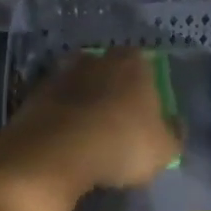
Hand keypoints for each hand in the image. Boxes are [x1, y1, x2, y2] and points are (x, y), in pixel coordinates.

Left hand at [7, 48, 180, 192]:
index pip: (145, 64)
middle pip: (109, 69)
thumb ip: (174, 133)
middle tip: (117, 118)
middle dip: (113, 88)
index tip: (146, 110)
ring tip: (89, 130)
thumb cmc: (121, 144)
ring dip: (84, 100)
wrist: (56, 151)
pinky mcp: (35, 92)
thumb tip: (175, 123)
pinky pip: (56, 101)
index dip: (146, 86)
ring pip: (80, 83)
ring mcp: (62, 72)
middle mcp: (97, 58)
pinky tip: (65, 137)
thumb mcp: (164, 149)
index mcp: (133, 62)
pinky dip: (61, 114)